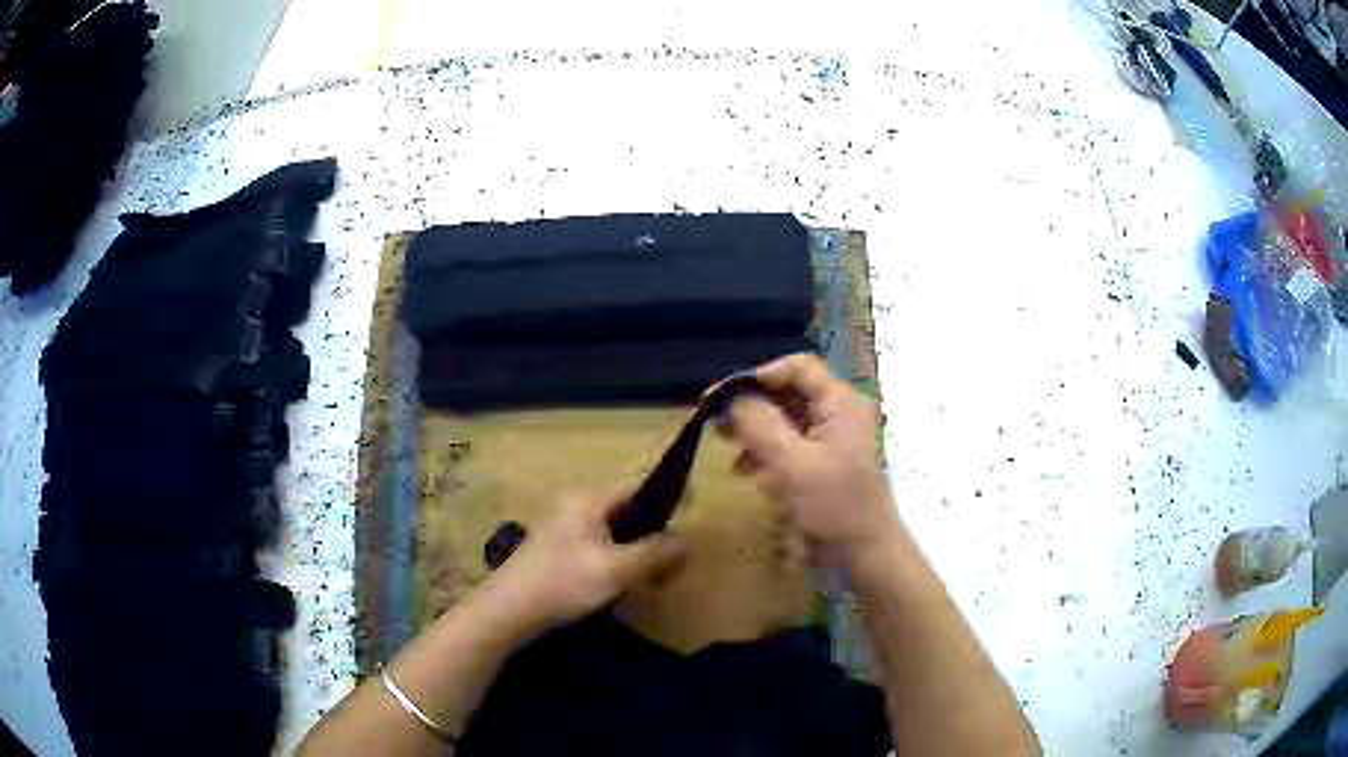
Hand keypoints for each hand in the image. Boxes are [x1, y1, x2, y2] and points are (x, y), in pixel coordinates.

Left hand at [491, 493, 685, 629]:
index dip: (667, 499)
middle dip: (652, 532)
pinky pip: (596, 546)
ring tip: (653, 575)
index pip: (637, 488)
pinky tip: (622, 582)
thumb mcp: (616, 570)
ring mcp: (562, 527)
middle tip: (674, 557)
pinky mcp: (555, 550)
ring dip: (634, 550)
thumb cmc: (564, 582)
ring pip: (612, 532)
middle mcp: (574, 505)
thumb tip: (685, 540)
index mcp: (588, 499)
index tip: (692, 513)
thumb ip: (654, 553)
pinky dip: (615, 559)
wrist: (509, 608)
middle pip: (625, 511)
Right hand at [724, 354, 900, 564]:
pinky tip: (746, 470)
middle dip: (752, 405)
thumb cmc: (833, 505)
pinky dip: (767, 452)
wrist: (864, 554)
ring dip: (755, 430)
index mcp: (839, 402)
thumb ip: (759, 424)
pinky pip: (790, 445)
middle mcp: (838, 413)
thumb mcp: (792, 463)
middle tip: (716, 421)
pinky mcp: (823, 464)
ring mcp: (832, 440)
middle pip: (789, 393)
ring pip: (786, 420)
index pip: (797, 367)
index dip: (758, 375)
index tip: (722, 396)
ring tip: (727, 446)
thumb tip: (731, 398)